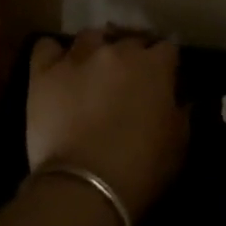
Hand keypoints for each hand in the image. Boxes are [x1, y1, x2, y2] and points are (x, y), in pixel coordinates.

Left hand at [26, 29, 188, 219]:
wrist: (85, 187)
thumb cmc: (141, 169)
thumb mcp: (178, 144)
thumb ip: (181, 114)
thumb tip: (181, 100)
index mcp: (154, 66)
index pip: (167, 48)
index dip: (166, 63)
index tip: (165, 78)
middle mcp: (117, 51)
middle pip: (129, 40)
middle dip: (132, 55)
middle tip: (129, 79)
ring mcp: (78, 58)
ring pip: (90, 37)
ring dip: (96, 49)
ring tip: (93, 69)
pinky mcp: (44, 73)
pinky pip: (46, 48)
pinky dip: (53, 55)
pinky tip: (57, 69)